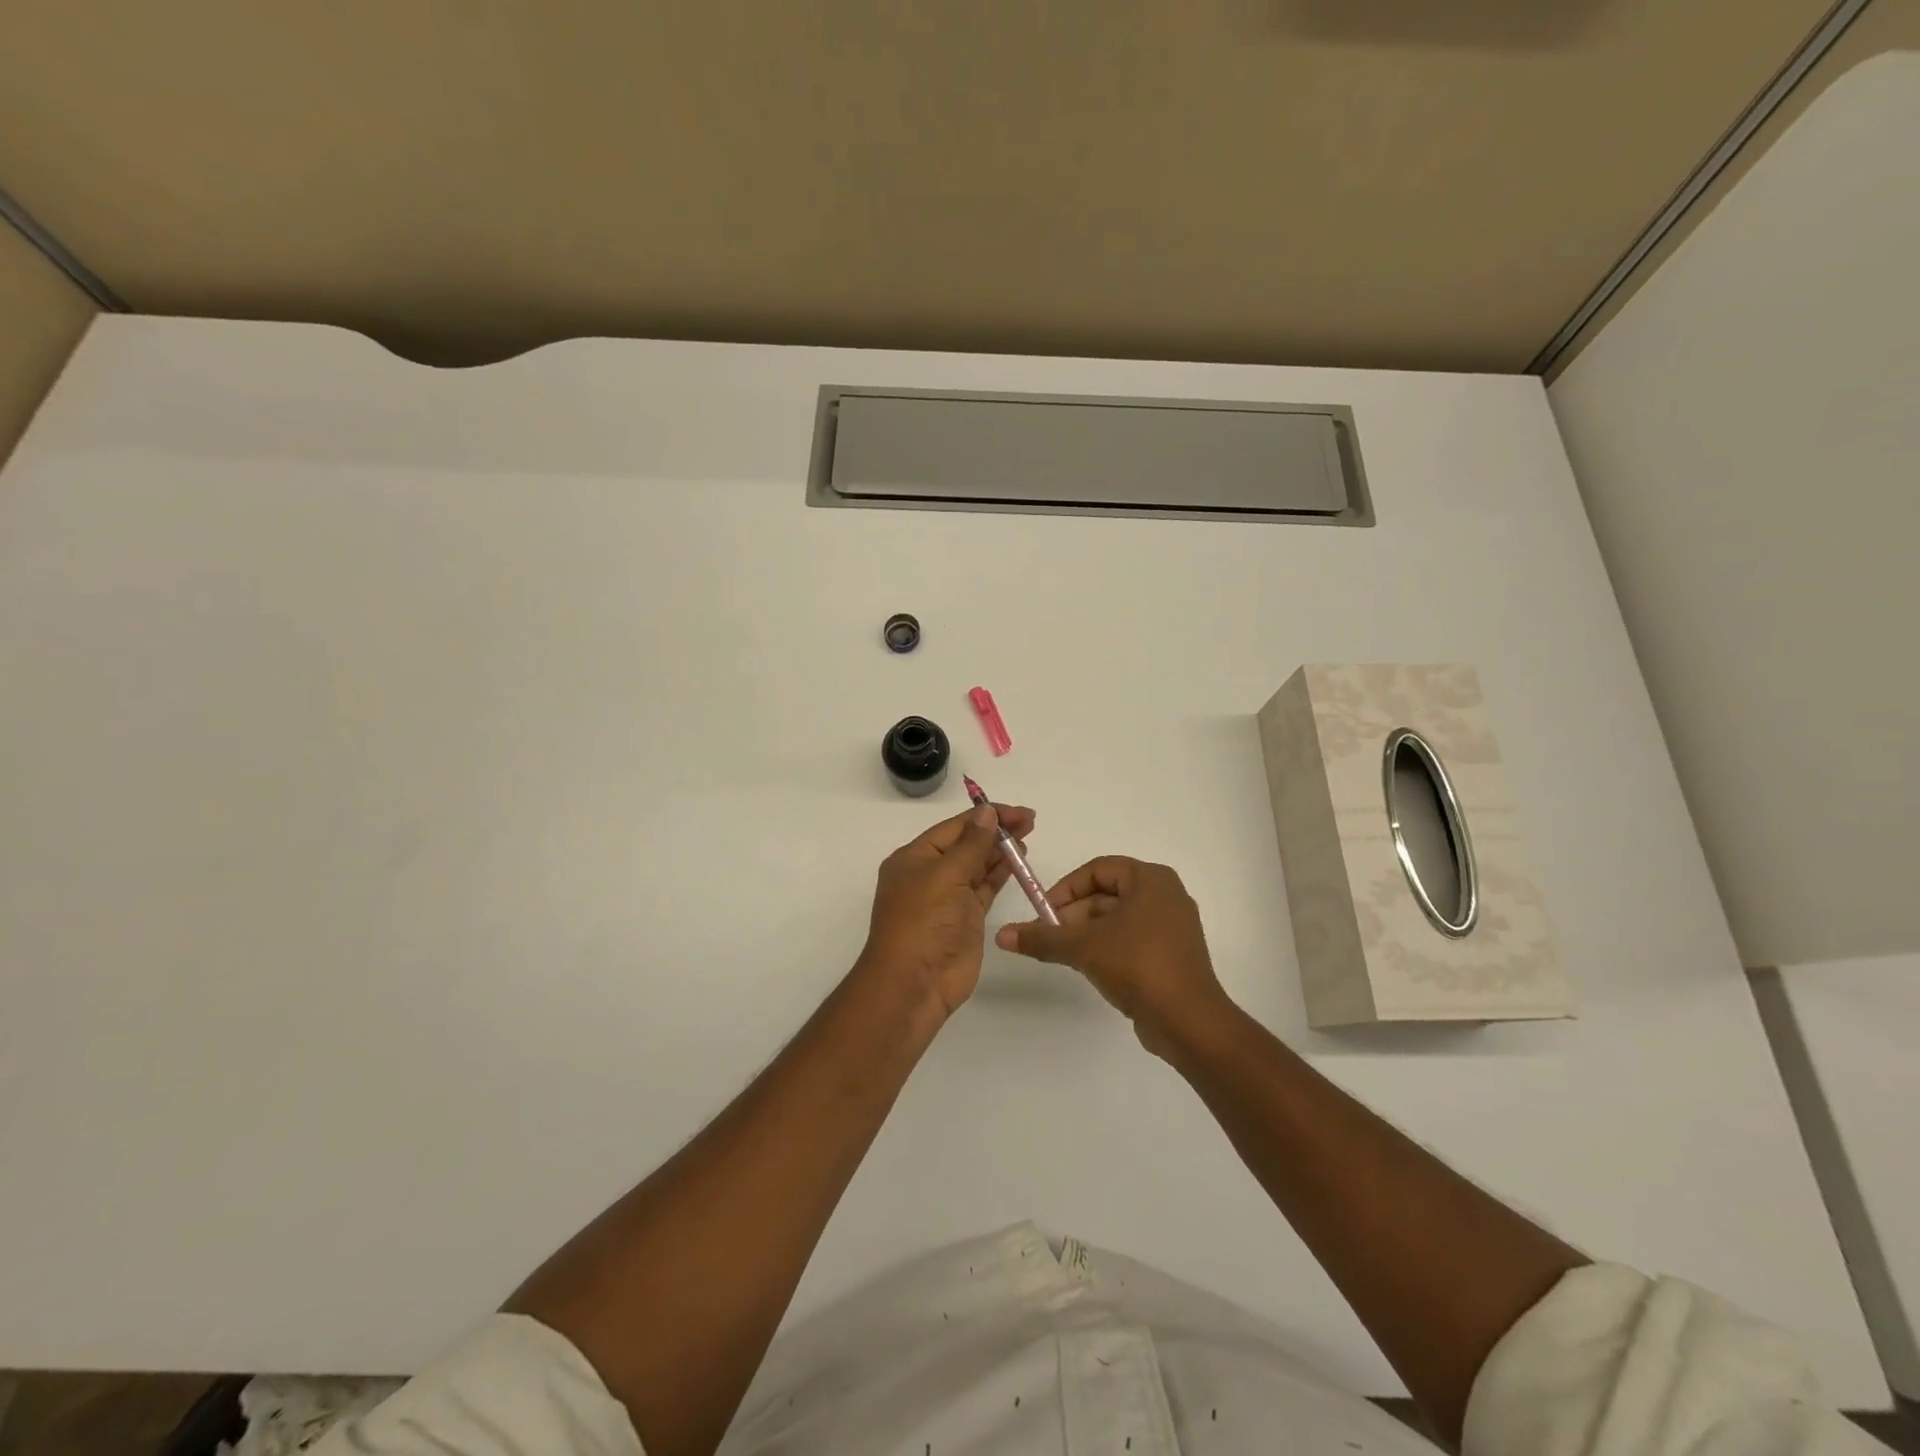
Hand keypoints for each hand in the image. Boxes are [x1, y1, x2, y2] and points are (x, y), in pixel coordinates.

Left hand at [861, 803, 1037, 1018]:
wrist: (915, 983)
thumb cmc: (923, 922)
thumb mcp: (945, 876)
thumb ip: (971, 844)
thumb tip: (987, 813)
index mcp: (915, 857)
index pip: (955, 827)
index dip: (986, 817)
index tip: (1018, 812)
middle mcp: (930, 873)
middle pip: (968, 844)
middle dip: (997, 831)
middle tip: (1031, 821)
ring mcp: (949, 897)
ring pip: (978, 865)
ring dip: (1001, 851)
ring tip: (1028, 837)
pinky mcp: (966, 918)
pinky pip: (985, 888)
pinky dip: (1001, 874)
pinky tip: (1019, 862)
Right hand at [996, 857, 1232, 1055]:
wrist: (1188, 1021)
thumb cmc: (1137, 966)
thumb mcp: (1082, 948)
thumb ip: (1042, 938)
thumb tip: (1001, 935)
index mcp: (1151, 879)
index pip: (1097, 870)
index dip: (1066, 888)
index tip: (1044, 914)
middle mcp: (1166, 895)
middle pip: (1107, 894)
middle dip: (1074, 914)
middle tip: (1050, 937)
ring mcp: (1173, 926)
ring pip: (1118, 918)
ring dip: (1088, 933)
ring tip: (1065, 955)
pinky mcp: (1173, 954)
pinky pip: (1133, 939)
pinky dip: (1109, 947)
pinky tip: (1092, 968)